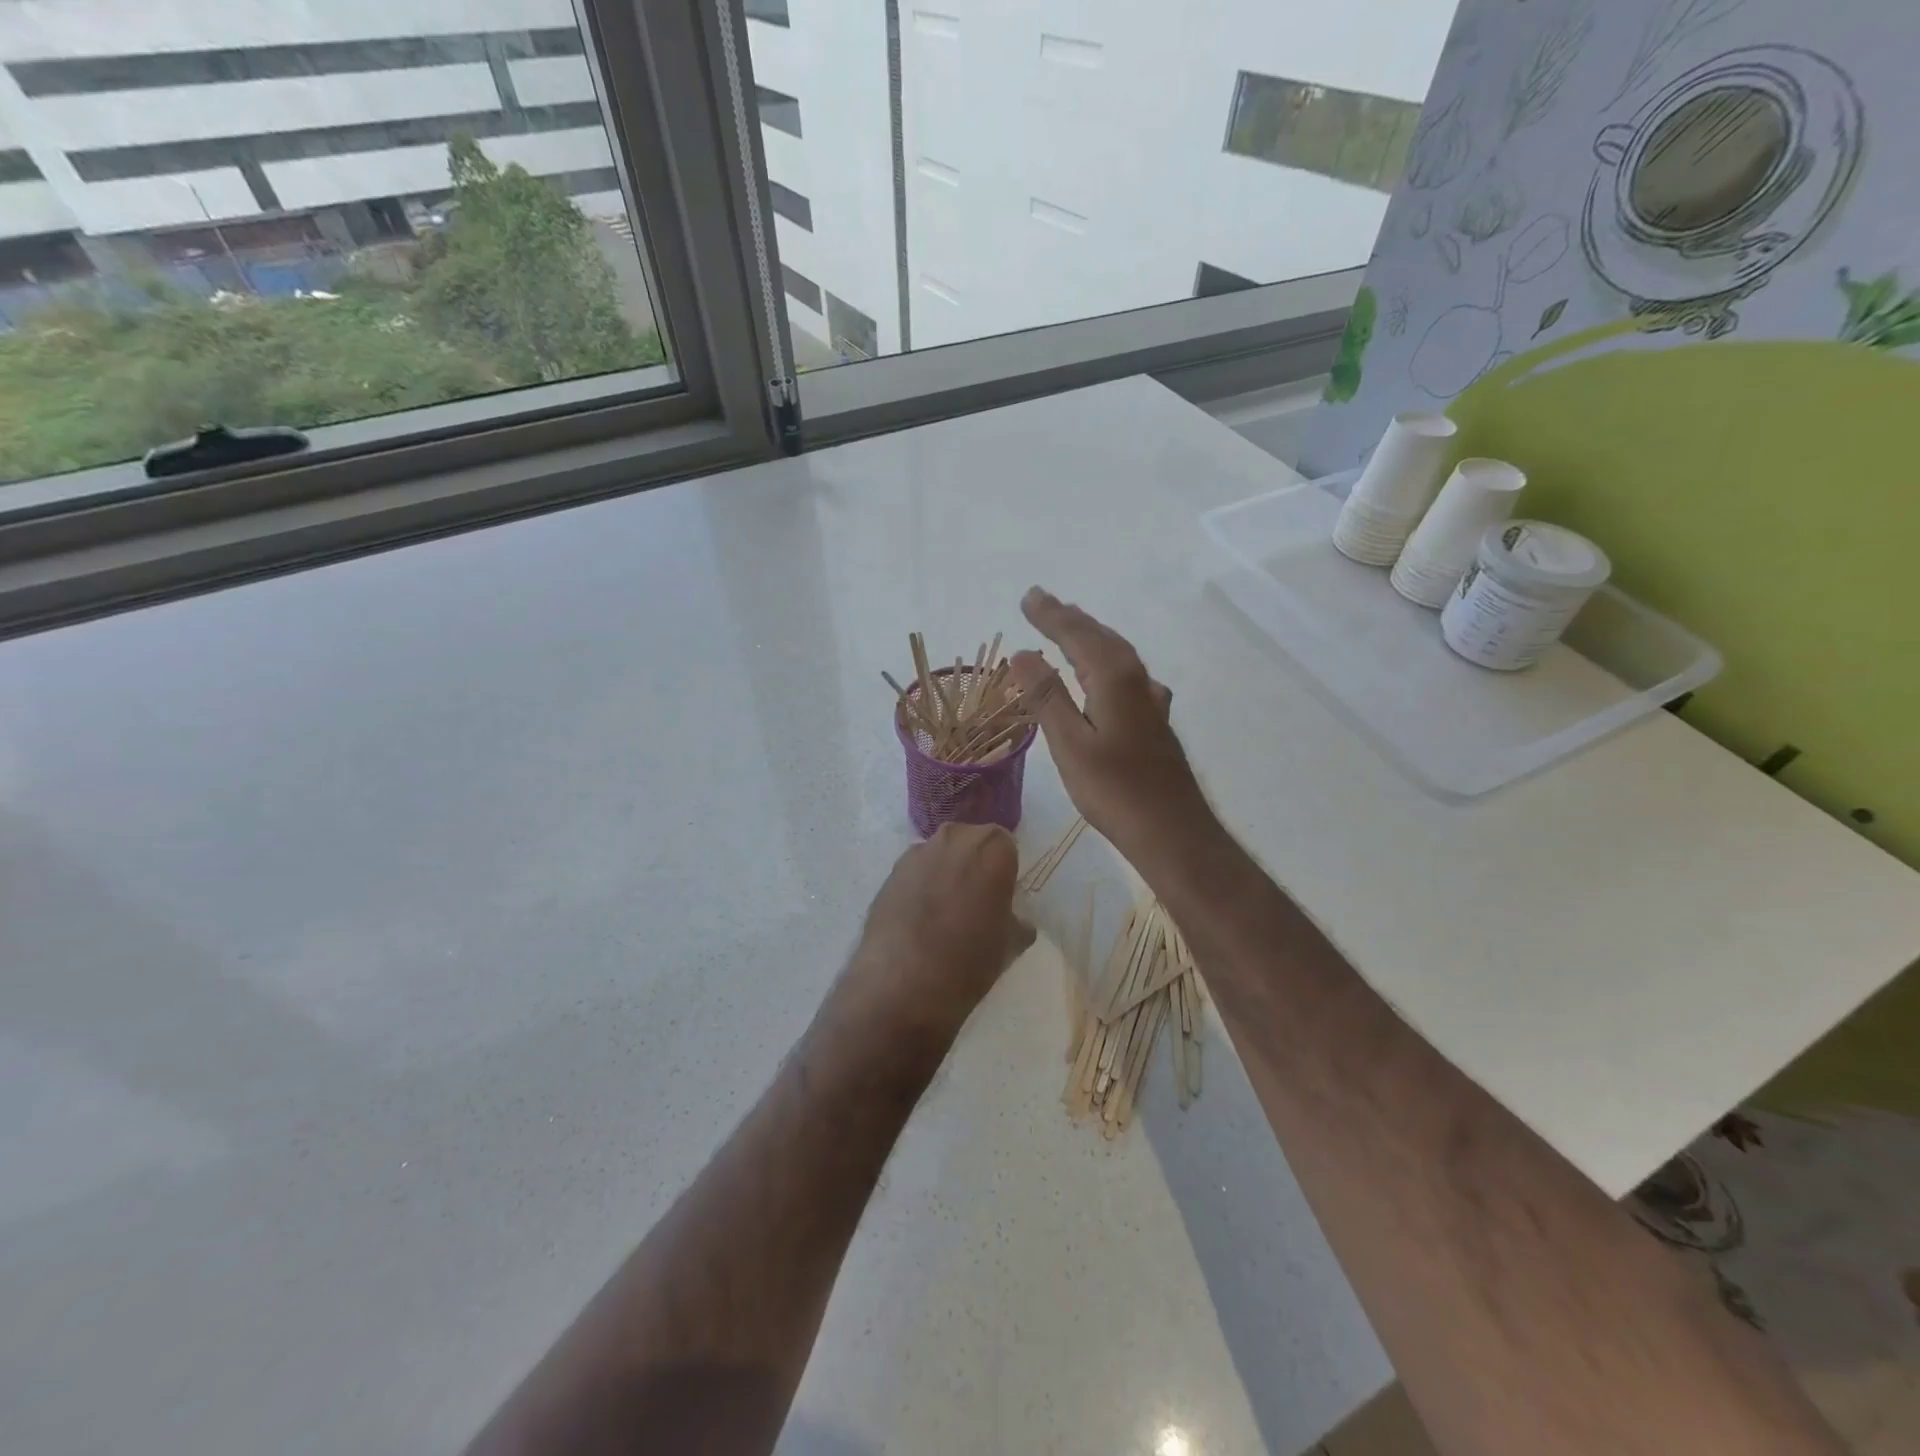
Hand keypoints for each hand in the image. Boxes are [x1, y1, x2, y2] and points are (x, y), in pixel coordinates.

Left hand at [843, 822, 1032, 1041]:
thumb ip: (1017, 921)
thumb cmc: (970, 958)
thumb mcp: (1011, 944)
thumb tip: (1015, 920)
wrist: (903, 980)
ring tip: (943, 913)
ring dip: (945, 874)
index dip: (1004, 871)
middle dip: (974, 865)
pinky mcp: (890, 872)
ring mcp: (917, 853)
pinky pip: (915, 873)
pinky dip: (919, 887)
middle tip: (975, 902)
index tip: (1001, 897)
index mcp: (991, 847)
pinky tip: (918, 920)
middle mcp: (954, 838)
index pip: (1005, 846)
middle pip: (970, 843)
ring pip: (940, 856)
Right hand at [1006, 587, 1218, 871]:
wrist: (1172, 831)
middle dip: (1070, 618)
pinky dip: (1105, 663)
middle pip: (1100, 638)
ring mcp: (1150, 702)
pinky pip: (1125, 675)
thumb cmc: (1115, 790)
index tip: (1028, 597)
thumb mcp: (1070, 743)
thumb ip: (1046, 696)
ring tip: (1069, 626)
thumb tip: (1023, 654)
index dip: (1051, 616)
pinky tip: (1107, 675)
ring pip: (1116, 655)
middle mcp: (1137, 681)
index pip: (1077, 635)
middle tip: (1042, 601)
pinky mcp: (1154, 722)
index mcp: (1115, 679)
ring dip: (1090, 637)